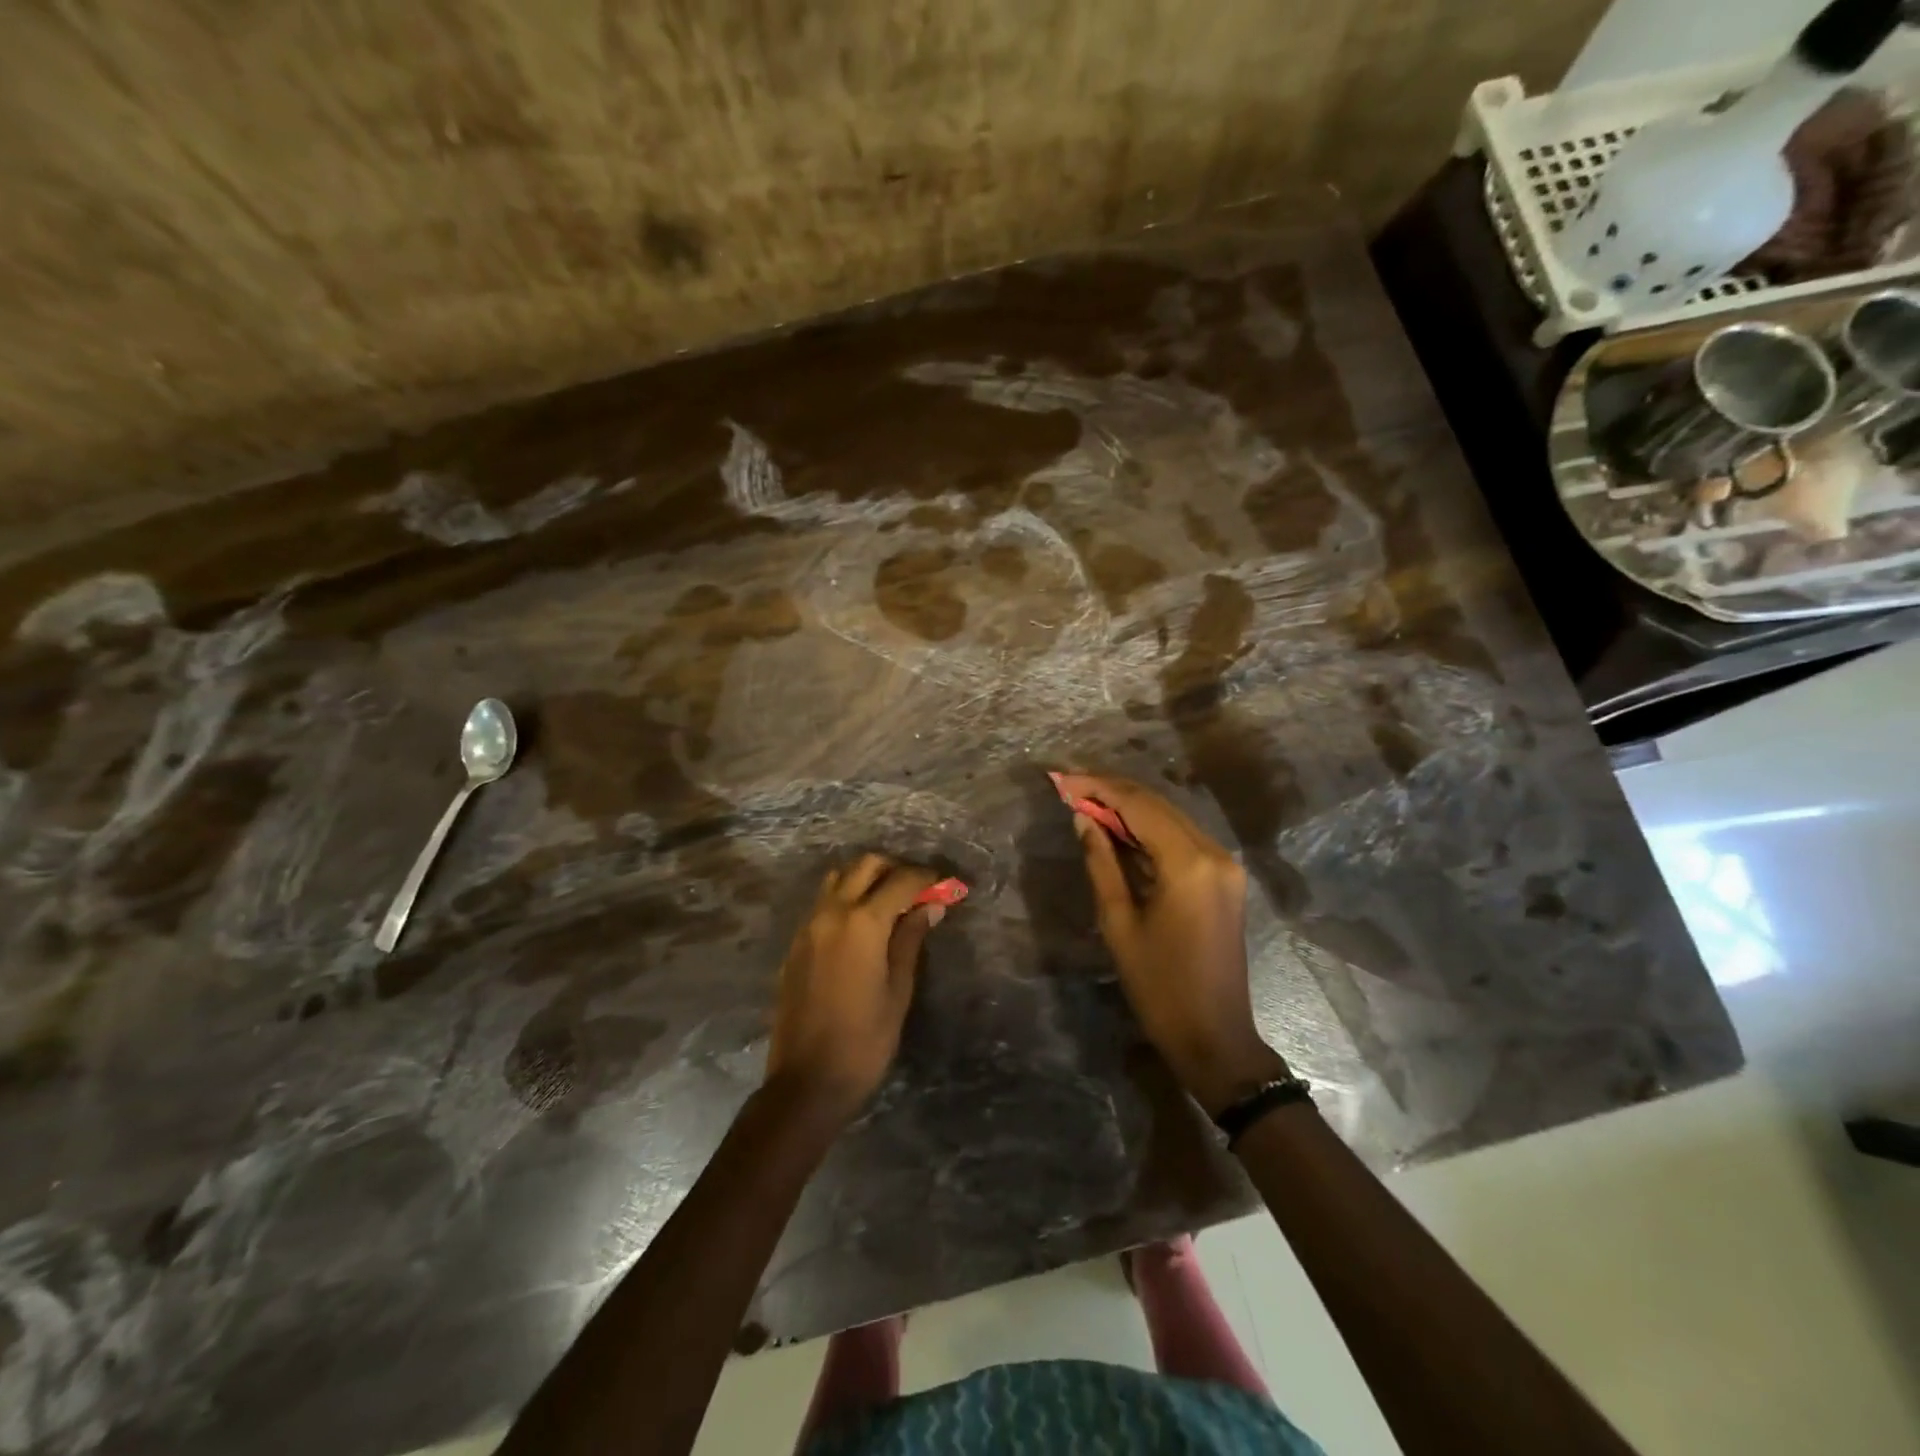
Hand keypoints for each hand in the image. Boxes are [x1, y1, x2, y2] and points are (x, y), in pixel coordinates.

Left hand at [766, 854, 943, 1120]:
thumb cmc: (864, 1041)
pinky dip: (846, 898)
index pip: (901, 880)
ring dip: (866, 879)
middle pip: (865, 865)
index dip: (927, 878)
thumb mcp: (898, 990)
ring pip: (839, 878)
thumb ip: (911, 939)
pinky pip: (823, 902)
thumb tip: (930, 907)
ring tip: (890, 905)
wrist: (806, 1081)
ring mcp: (808, 926)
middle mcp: (831, 912)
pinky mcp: (796, 943)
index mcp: (862, 923)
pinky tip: (863, 927)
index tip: (945, 885)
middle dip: (895, 869)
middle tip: (918, 891)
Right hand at [1055, 773, 1287, 1116]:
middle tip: (1069, 786)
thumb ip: (1101, 862)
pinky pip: (1182, 839)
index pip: (1139, 806)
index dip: (1098, 788)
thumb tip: (1083, 819)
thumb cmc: (1159, 985)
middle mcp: (1214, 852)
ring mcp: (1225, 865)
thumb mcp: (1119, 922)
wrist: (1214, 1035)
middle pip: (1158, 805)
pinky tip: (1119, 830)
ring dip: (1130, 808)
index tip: (1062, 780)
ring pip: (1171, 818)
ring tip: (1086, 802)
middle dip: (1112, 791)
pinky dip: (1149, 830)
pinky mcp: (1225, 878)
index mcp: (1189, 863)